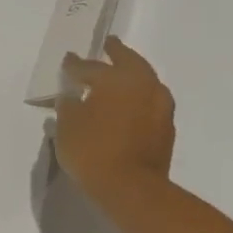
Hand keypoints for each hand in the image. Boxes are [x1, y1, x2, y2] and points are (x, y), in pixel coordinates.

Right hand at [53, 35, 175, 210]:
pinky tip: (127, 104)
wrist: (131, 187)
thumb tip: (71, 97)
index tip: (68, 60)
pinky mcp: (165, 126)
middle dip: (117, 53)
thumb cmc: (92, 150)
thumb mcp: (67, 126)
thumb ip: (68, 106)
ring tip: (119, 76)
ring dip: (132, 75)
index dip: (75, 65)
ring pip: (145, 80)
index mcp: (116, 80)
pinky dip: (137, 97)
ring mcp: (159, 106)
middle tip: (109, 45)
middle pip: (130, 62)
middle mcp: (143, 85)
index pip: (90, 67)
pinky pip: (149, 101)